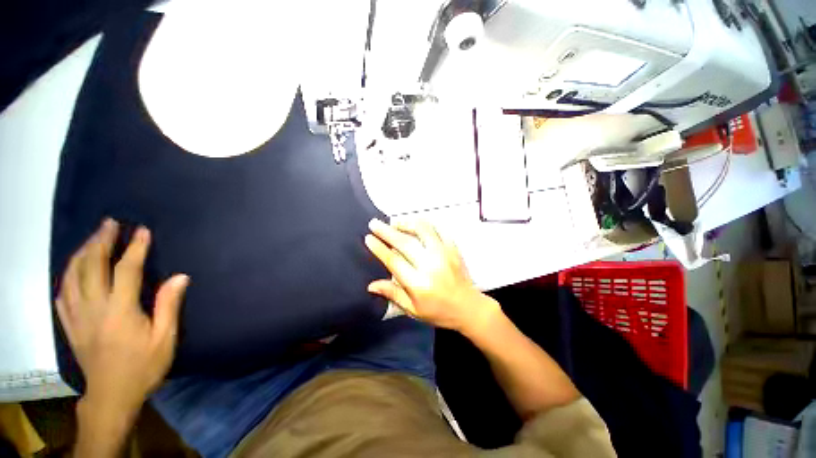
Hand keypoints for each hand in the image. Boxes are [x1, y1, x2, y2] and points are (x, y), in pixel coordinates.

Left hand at [56, 219, 188, 412]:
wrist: (112, 396)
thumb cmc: (143, 367)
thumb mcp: (165, 339)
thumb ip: (169, 306)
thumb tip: (180, 277)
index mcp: (119, 311)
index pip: (125, 271)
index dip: (134, 248)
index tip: (141, 231)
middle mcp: (93, 308)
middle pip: (91, 267)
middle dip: (100, 242)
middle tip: (109, 224)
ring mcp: (77, 317)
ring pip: (71, 277)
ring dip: (81, 254)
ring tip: (91, 240)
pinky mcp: (70, 326)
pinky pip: (61, 295)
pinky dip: (66, 277)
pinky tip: (71, 271)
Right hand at [364, 219, 499, 334]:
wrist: (469, 308)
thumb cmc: (438, 312)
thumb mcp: (413, 310)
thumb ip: (392, 294)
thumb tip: (371, 285)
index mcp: (418, 284)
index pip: (394, 261)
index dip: (379, 248)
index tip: (369, 238)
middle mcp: (431, 265)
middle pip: (405, 243)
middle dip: (387, 231)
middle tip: (375, 223)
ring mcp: (444, 254)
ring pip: (423, 231)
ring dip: (407, 223)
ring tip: (395, 222)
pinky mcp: (453, 249)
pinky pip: (439, 230)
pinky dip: (427, 225)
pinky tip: (417, 224)